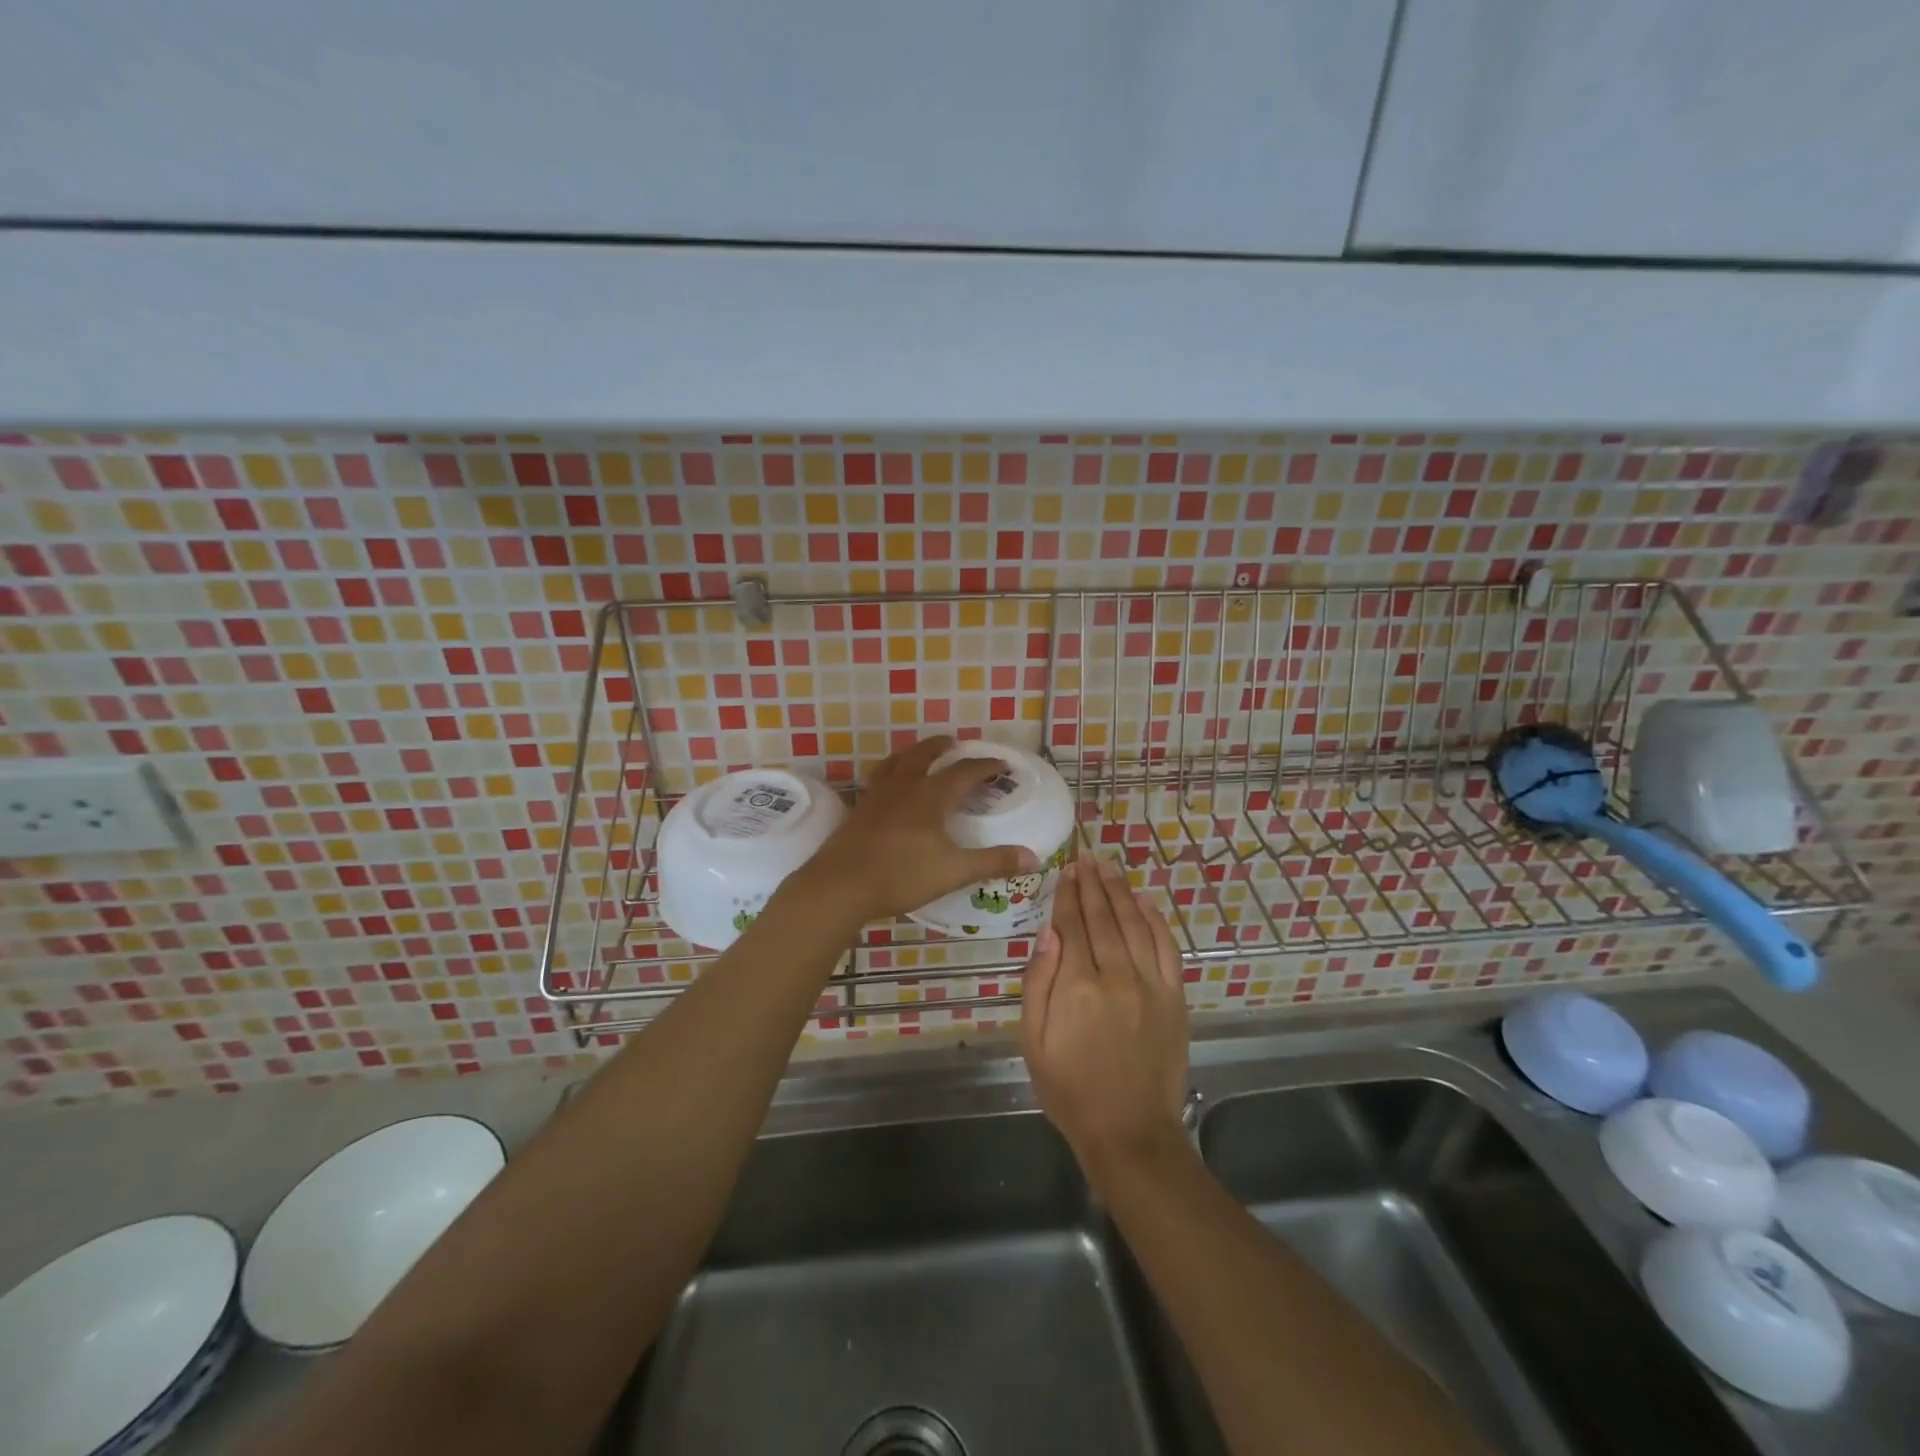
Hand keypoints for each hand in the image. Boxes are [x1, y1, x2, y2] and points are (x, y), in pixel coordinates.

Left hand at [796, 736, 1038, 923]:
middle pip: (924, 755)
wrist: (841, 885)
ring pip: (895, 762)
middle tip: (953, 742)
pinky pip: (877, 779)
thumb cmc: (902, 875)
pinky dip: (889, 773)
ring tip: (918, 755)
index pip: (964, 772)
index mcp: (931, 796)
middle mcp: (904, 787)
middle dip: (941, 747)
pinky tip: (888, 788)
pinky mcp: (859, 810)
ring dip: (911, 753)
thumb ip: (993, 862)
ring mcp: (877, 796)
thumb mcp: (954, 871)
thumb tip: (1033, 857)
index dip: (985, 767)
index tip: (1001, 765)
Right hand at [1021, 855, 1189, 1180]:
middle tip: (1086, 858)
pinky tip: (1145, 900)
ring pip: (1135, 923)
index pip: (1071, 924)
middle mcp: (1116, 974)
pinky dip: (1156, 919)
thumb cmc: (1070, 1089)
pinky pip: (1167, 947)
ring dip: (1121, 892)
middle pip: (1103, 916)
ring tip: (1109, 868)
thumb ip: (1039, 982)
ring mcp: (1151, 984)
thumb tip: (1049, 932)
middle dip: (1092, 884)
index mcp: (1077, 985)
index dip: (1067, 894)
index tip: (1065, 871)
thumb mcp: (1034, 1041)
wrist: (1129, 1131)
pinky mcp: (1175, 997)